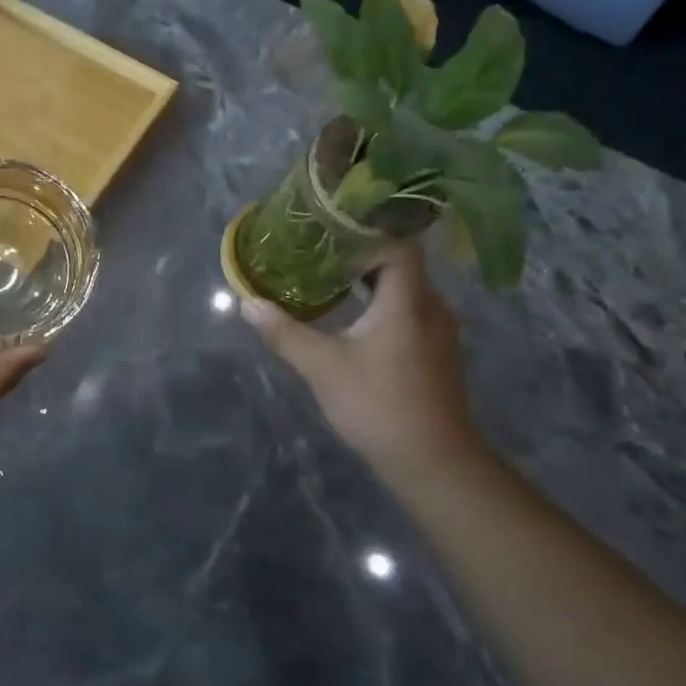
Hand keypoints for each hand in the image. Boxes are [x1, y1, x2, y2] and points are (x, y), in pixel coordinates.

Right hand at [241, 241, 487, 483]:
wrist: (434, 462)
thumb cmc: (379, 406)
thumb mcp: (323, 367)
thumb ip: (285, 331)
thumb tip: (248, 303)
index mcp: (408, 300)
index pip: (397, 243)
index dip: (367, 228)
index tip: (330, 223)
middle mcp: (431, 306)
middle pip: (399, 262)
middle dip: (359, 251)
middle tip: (317, 246)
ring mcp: (438, 330)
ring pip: (404, 287)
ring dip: (368, 278)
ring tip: (327, 274)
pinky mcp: (436, 351)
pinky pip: (409, 309)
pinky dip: (380, 302)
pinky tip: (352, 314)